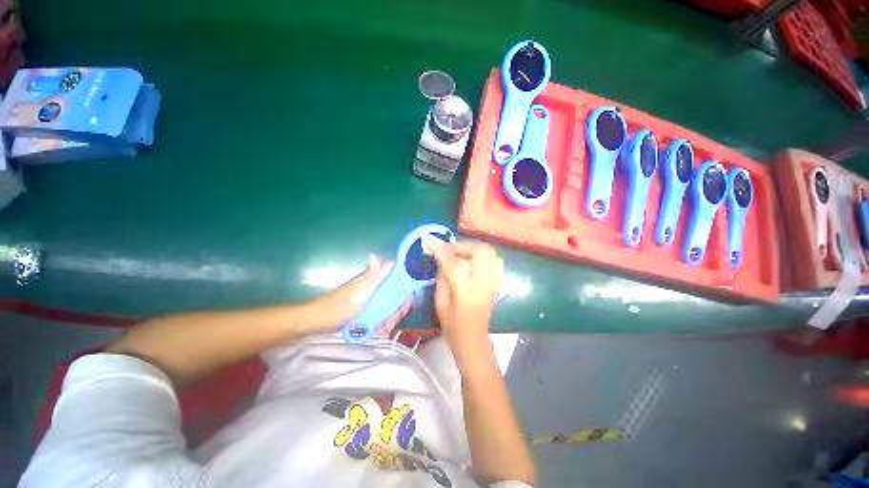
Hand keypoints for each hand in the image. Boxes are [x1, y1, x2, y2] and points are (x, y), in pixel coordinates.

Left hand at [306, 255, 411, 336]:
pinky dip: (383, 321)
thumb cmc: (338, 307)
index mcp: (373, 280)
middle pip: (395, 293)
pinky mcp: (366, 308)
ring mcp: (370, 298)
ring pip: (389, 305)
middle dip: (398, 307)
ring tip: (385, 329)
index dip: (405, 287)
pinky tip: (380, 330)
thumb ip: (371, 277)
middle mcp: (374, 287)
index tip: (407, 302)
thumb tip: (376, 256)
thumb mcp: (357, 294)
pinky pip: (381, 313)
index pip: (396, 277)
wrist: (317, 322)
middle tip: (394, 320)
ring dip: (390, 317)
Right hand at [427, 241, 502, 348]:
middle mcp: (483, 282)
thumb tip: (441, 258)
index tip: (431, 243)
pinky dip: (481, 256)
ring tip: (459, 255)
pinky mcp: (497, 282)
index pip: (453, 262)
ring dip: (472, 249)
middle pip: (479, 250)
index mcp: (466, 290)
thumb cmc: (452, 324)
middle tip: (449, 250)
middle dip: (462, 245)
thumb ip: (441, 277)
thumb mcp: (440, 301)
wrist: (473, 339)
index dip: (441, 250)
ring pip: (489, 252)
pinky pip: (493, 260)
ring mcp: (493, 281)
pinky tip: (470, 262)